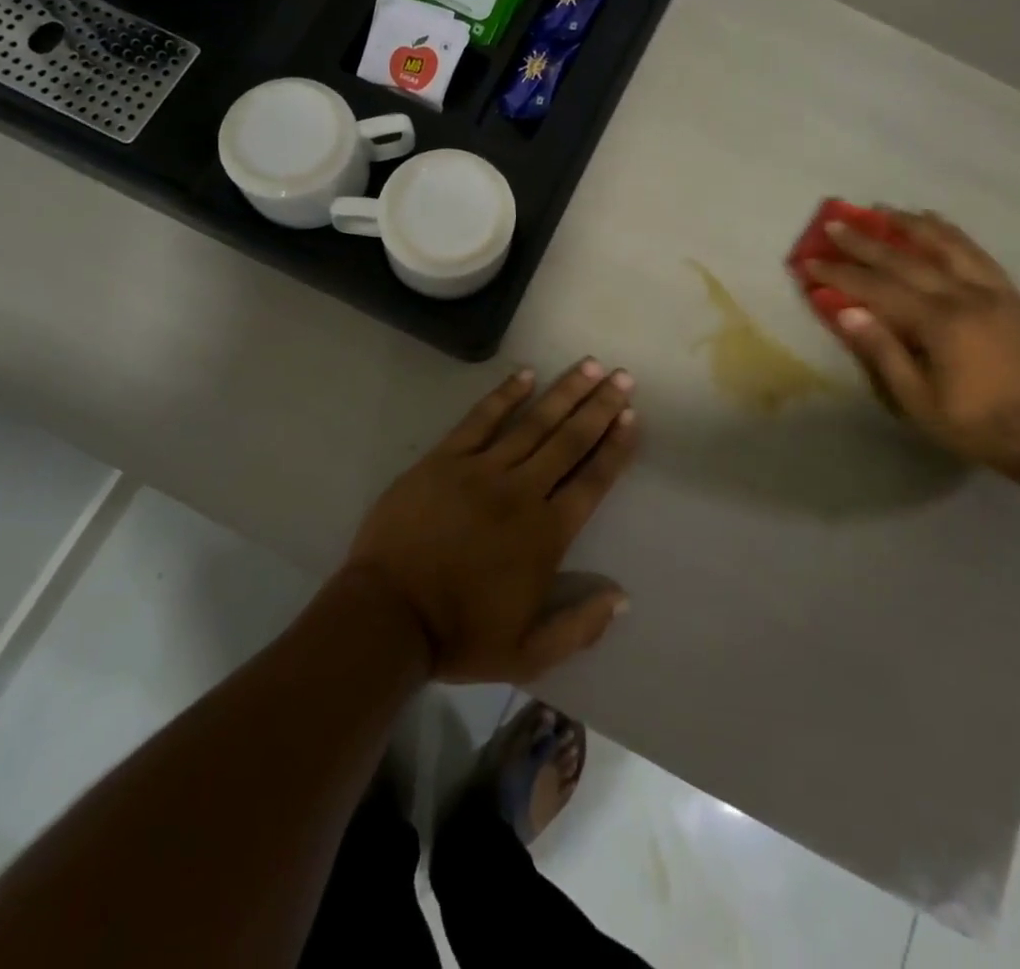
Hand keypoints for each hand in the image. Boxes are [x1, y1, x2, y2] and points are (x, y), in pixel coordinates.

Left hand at [341, 360, 638, 683]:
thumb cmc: (459, 636)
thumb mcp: (528, 654)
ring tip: (590, 365)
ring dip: (564, 392)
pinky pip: (481, 419)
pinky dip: (505, 394)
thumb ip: (579, 627)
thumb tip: (623, 598)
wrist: (388, 616)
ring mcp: (481, 470)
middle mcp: (522, 492)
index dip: (615, 448)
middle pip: (569, 440)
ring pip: (533, 422)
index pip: (592, 480)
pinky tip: (525, 374)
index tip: (632, 417)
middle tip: (622, 377)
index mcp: (546, 534)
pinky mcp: (445, 459)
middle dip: (599, 407)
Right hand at [798, 209, 1019, 476]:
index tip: (810, 261)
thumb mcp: (920, 401)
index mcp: (939, 323)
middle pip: (906, 260)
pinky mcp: (1012, 297)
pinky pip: (978, 254)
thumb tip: (847, 312)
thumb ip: (884, 353)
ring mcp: (992, 292)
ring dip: (911, 225)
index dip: (840, 274)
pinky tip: (938, 225)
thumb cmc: (981, 425)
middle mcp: (964, 296)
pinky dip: (953, 234)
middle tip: (835, 222)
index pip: (877, 288)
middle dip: (865, 241)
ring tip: (884, 210)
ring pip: (947, 246)